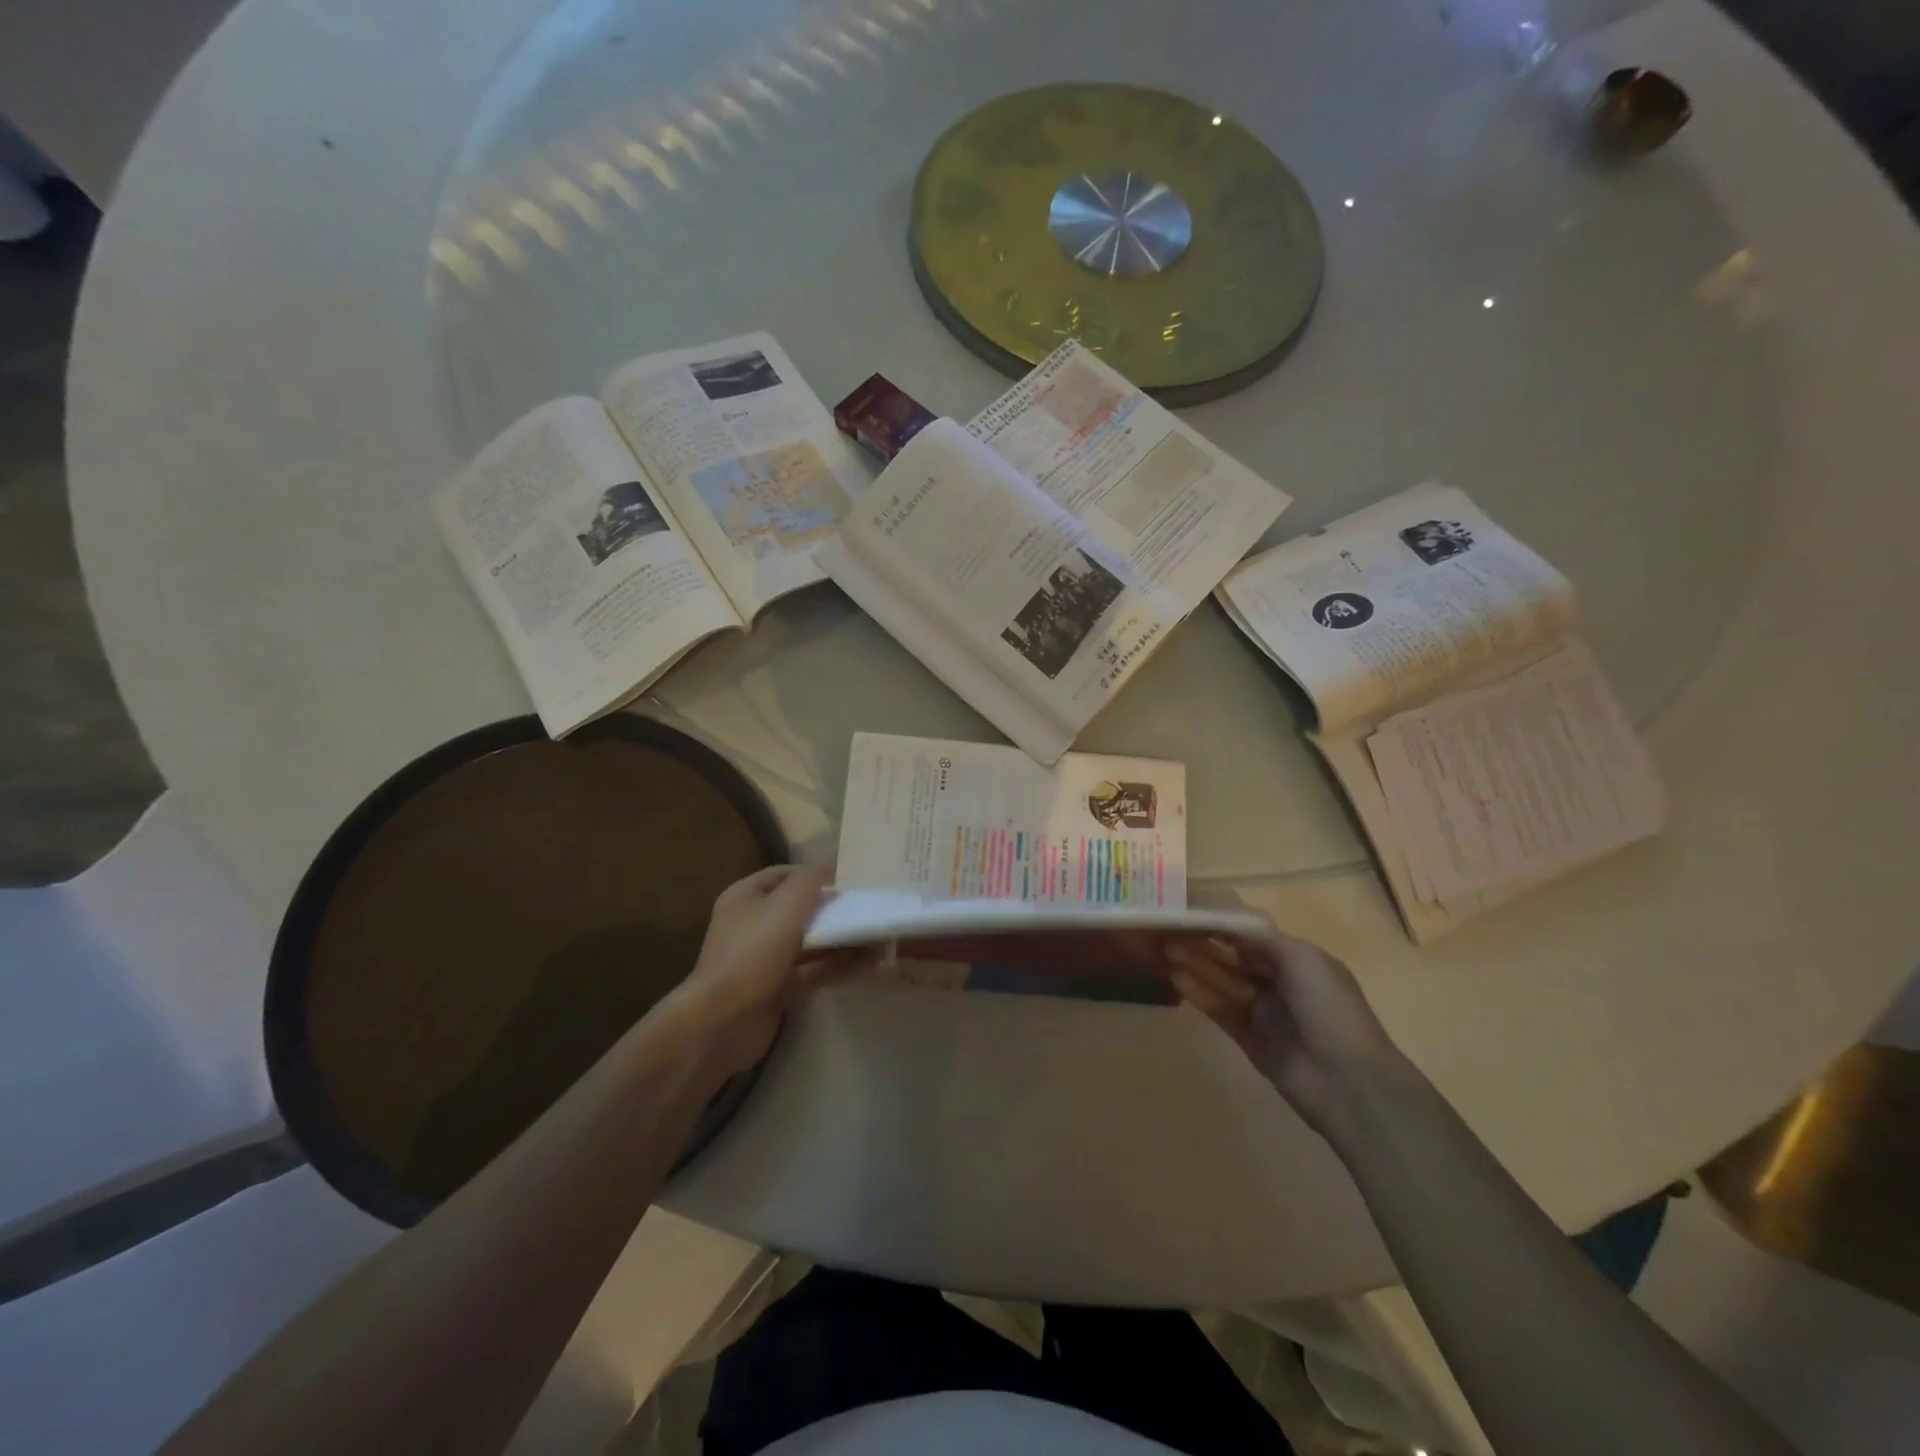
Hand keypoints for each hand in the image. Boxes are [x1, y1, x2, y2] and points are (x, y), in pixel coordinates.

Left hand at [662, 865, 858, 1079]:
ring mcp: (765, 960)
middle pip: (798, 909)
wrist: (723, 1022)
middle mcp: (753, 925)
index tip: (846, 881)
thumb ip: (810, 880)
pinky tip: (868, 963)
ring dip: (840, 939)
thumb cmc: (753, 951)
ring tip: (876, 936)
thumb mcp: (786, 903)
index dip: (813, 875)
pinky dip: (838, 966)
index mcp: (745, 897)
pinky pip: (813, 972)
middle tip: (866, 908)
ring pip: (809, 942)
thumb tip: (828, 871)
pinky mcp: (778, 990)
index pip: (783, 875)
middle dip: (831, 909)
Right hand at [1167, 928, 1407, 1139]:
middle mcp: (1279, 982)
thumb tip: (1226, 924)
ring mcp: (1262, 1011)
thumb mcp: (1302, 959)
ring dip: (1195, 965)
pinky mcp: (1248, 1038)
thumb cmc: (1330, 1008)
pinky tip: (1176, 978)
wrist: (1349, 1081)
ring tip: (1164, 951)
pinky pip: (1219, 1009)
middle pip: (1233, 958)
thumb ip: (1261, 938)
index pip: (1252, 936)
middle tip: (1168, 931)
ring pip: (1222, 981)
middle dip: (1203, 944)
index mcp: (1298, 961)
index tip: (1190, 912)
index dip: (1222, 925)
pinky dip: (1198, 993)